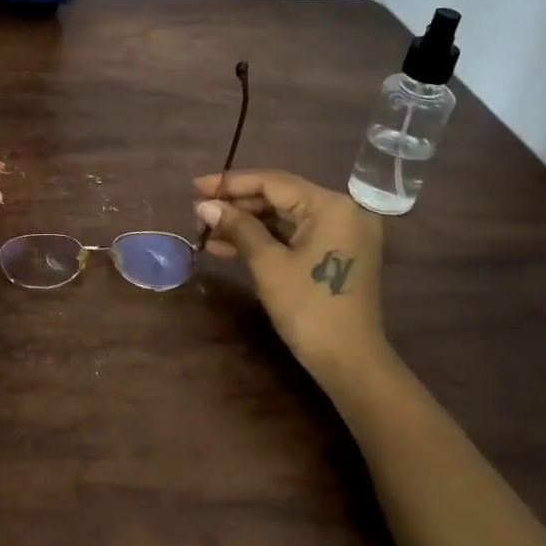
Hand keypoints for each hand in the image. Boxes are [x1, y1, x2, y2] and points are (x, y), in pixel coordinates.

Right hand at [194, 170, 386, 380]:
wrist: (350, 363)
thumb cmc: (309, 308)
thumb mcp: (268, 264)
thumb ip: (237, 227)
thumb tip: (205, 205)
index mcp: (331, 206)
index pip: (273, 183)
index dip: (230, 183)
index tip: (196, 187)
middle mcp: (342, 211)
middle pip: (279, 198)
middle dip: (236, 206)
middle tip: (198, 213)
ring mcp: (341, 234)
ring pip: (283, 218)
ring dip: (245, 225)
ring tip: (206, 231)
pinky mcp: (335, 254)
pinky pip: (294, 237)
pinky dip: (263, 241)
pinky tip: (227, 247)